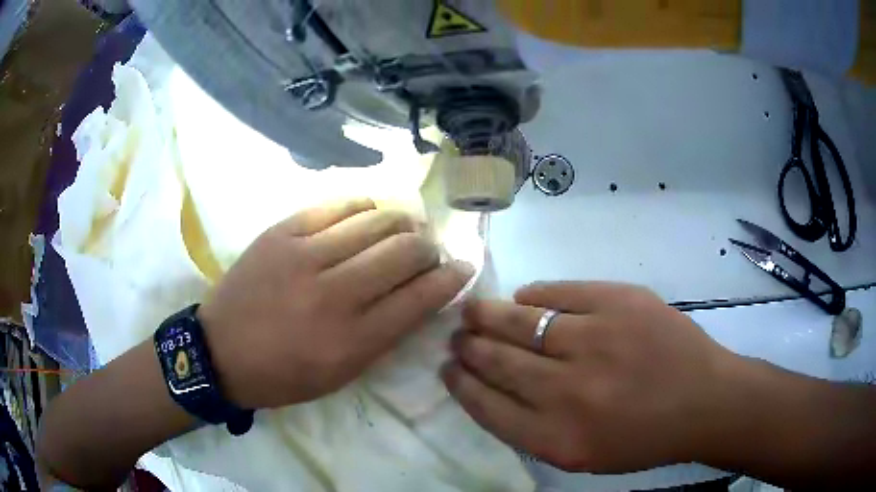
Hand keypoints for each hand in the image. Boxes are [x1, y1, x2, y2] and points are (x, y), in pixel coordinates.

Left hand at [199, 199, 472, 408]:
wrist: (220, 352)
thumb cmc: (283, 375)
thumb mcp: (341, 375)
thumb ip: (385, 336)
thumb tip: (420, 296)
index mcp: (352, 340)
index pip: (421, 297)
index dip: (452, 278)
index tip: (463, 267)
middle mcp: (334, 293)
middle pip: (405, 251)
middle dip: (429, 247)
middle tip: (428, 250)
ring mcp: (305, 256)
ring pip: (376, 220)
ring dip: (402, 222)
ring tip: (404, 228)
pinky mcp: (282, 232)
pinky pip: (337, 206)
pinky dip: (364, 207)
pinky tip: (369, 214)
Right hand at [442, 281, 740, 472]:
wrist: (704, 401)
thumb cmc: (643, 437)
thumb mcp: (582, 454)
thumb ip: (533, 429)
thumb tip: (492, 387)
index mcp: (557, 438)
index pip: (486, 405)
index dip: (461, 384)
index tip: (448, 369)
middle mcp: (568, 390)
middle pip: (497, 361)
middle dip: (468, 347)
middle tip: (457, 337)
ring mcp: (595, 339)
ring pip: (519, 321)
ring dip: (488, 316)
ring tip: (473, 312)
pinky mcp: (618, 301)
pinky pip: (558, 293)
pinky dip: (533, 296)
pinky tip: (523, 299)